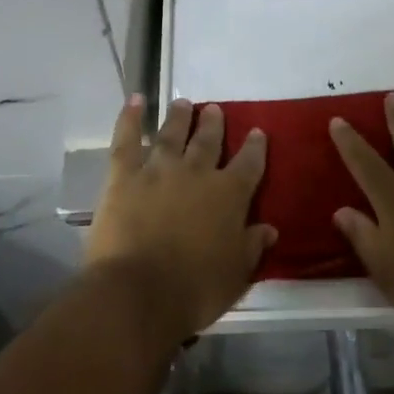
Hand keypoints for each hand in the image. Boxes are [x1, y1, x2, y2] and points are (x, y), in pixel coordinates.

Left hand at [86, 96, 276, 341]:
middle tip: (215, 109)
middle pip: (208, 142)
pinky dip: (129, 118)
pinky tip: (134, 100)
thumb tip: (269, 228)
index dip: (255, 148)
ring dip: (179, 117)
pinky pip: (127, 140)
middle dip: (213, 125)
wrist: (139, 293)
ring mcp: (159, 170)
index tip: (257, 132)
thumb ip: (252, 246)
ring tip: (183, 103)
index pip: (248, 164)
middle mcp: (197, 173)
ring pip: (172, 135)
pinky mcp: (124, 176)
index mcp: (229, 196)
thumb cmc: (195, 290)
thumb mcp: (237, 274)